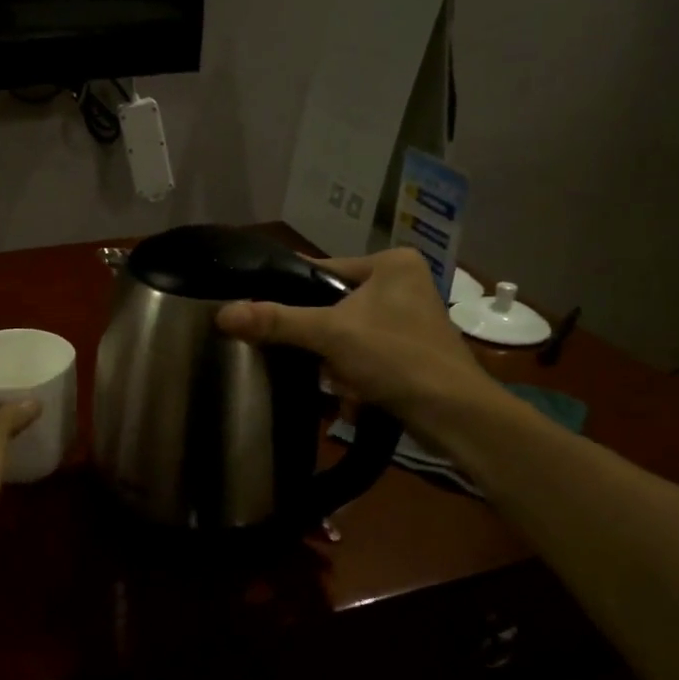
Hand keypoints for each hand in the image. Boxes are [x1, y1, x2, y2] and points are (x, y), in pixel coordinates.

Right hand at [216, 248, 503, 431]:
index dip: (290, 293)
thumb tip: (222, 315)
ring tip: (331, 382)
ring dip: (334, 361)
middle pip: (333, 306)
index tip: (260, 314)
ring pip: (347, 334)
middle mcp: (404, 283)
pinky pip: (365, 354)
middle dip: (317, 339)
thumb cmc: (396, 358)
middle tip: (302, 358)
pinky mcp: (412, 351)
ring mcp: (411, 318)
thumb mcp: (330, 335)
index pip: (321, 270)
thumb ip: (276, 322)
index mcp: (392, 263)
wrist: (456, 416)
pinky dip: (353, 374)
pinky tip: (350, 396)